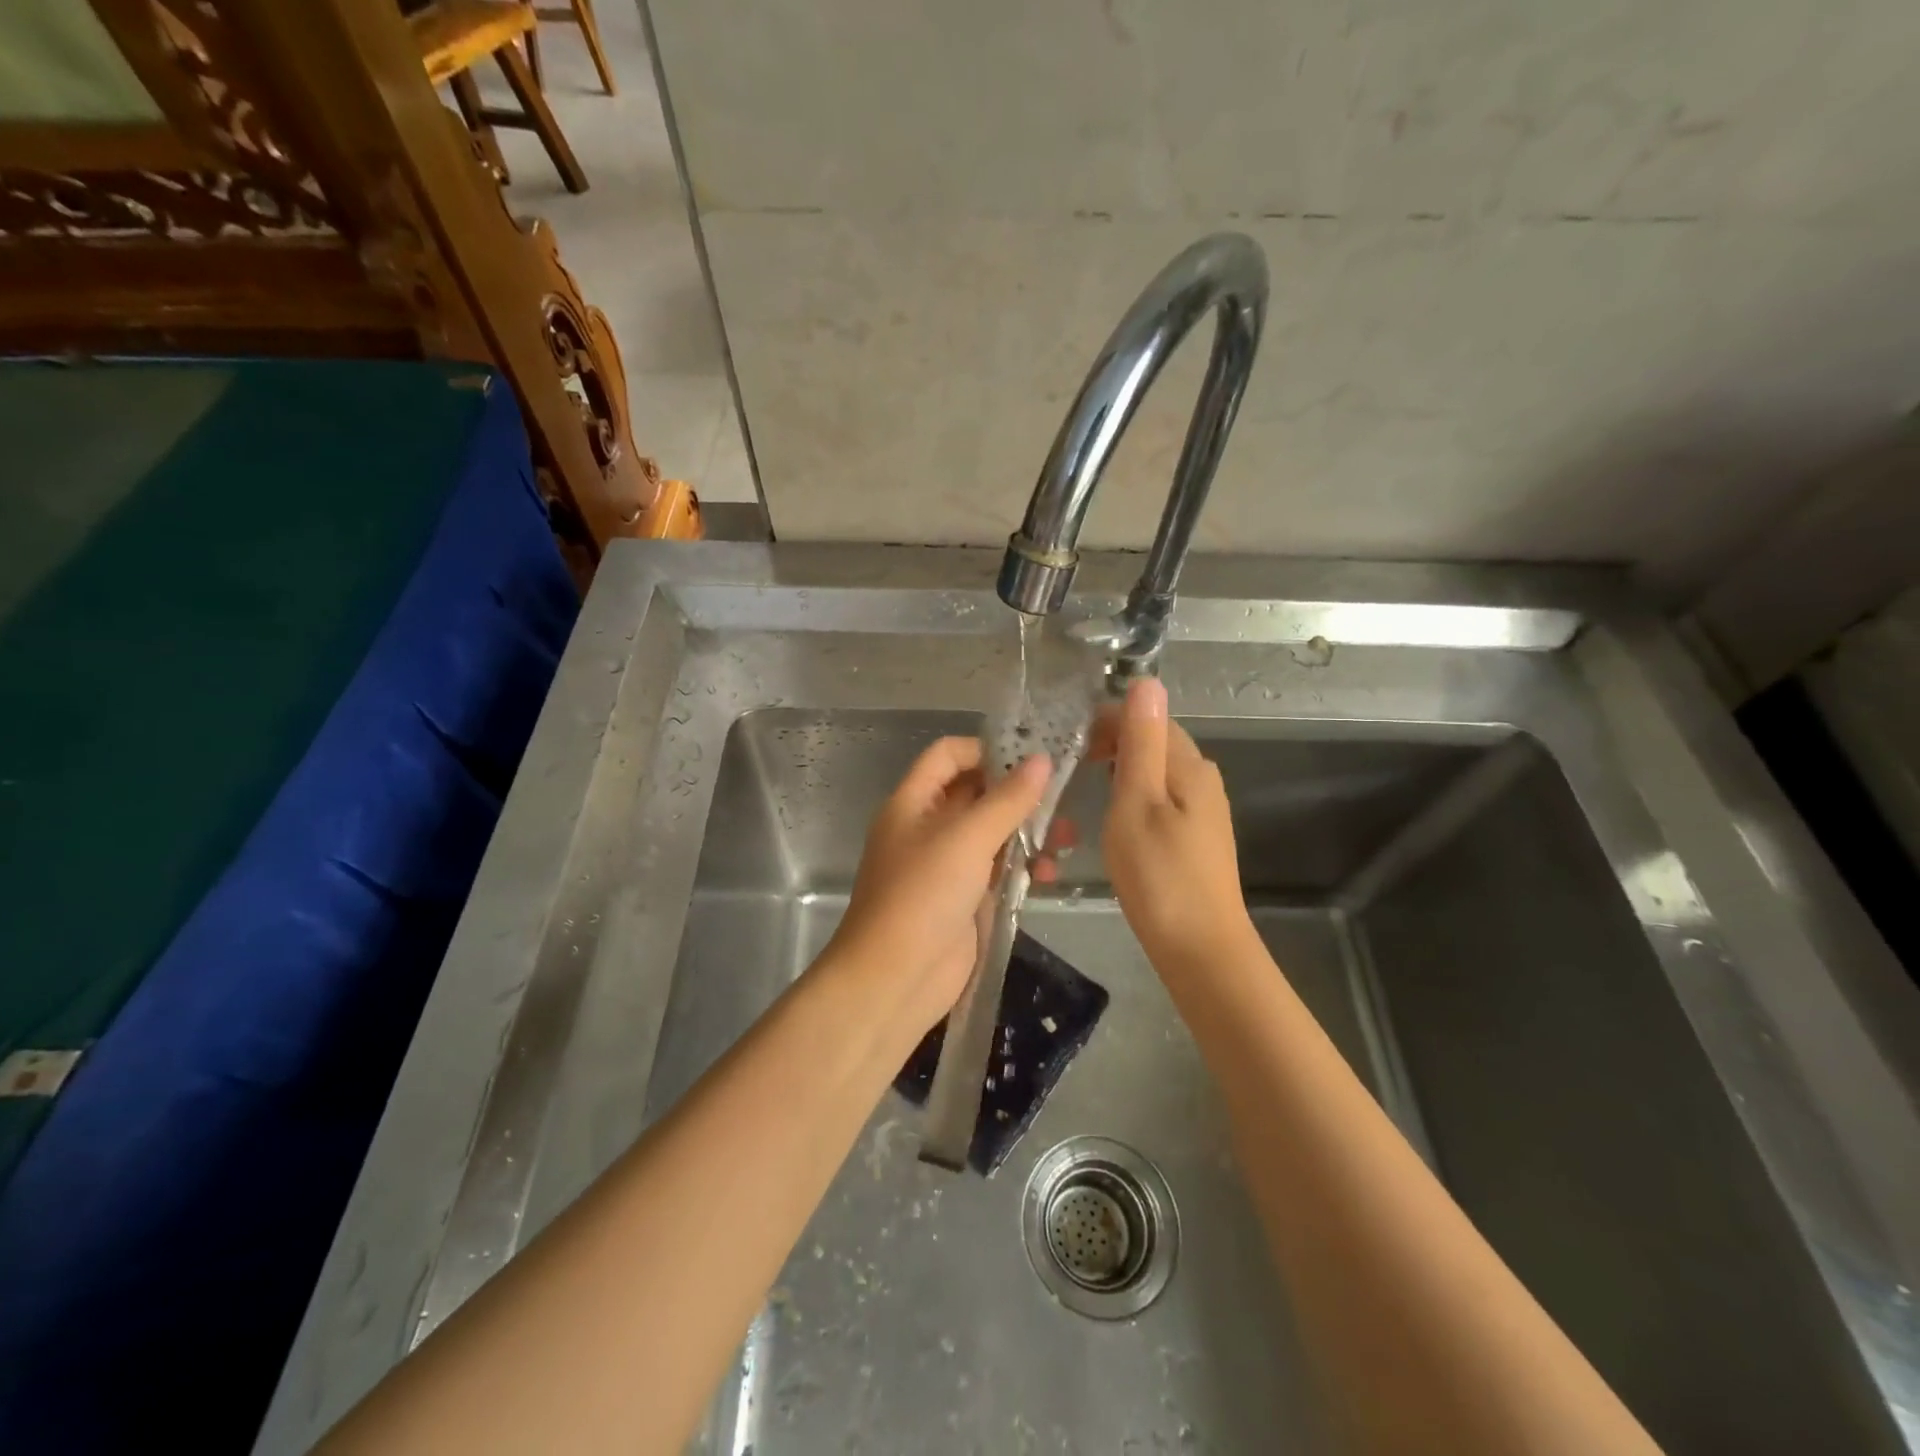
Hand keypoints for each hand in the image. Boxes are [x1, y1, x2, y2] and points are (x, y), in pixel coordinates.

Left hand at [824, 738, 1051, 1041]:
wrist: (895, 978)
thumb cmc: (923, 895)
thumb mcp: (967, 839)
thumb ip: (1007, 799)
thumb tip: (1042, 760)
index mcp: (913, 802)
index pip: (948, 755)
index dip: (986, 749)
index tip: (1031, 758)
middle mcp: (927, 827)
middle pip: (975, 793)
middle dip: (1018, 794)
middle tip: (1062, 800)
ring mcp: (945, 864)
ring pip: (991, 833)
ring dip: (1027, 832)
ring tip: (1066, 840)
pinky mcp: (963, 898)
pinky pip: (996, 869)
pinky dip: (1022, 867)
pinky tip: (1048, 876)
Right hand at [1092, 677, 1256, 971]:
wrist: (1200, 948)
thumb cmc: (1160, 876)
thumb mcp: (1138, 803)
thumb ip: (1141, 743)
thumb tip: (1147, 681)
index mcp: (1189, 765)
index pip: (1147, 718)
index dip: (1106, 719)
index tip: (1065, 739)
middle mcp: (1203, 778)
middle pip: (1155, 741)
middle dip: (1112, 741)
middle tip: (1066, 762)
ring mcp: (1203, 809)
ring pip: (1157, 770)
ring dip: (1120, 767)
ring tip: (1082, 783)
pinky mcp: (1196, 835)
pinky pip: (1161, 796)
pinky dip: (1133, 792)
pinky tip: (1113, 813)